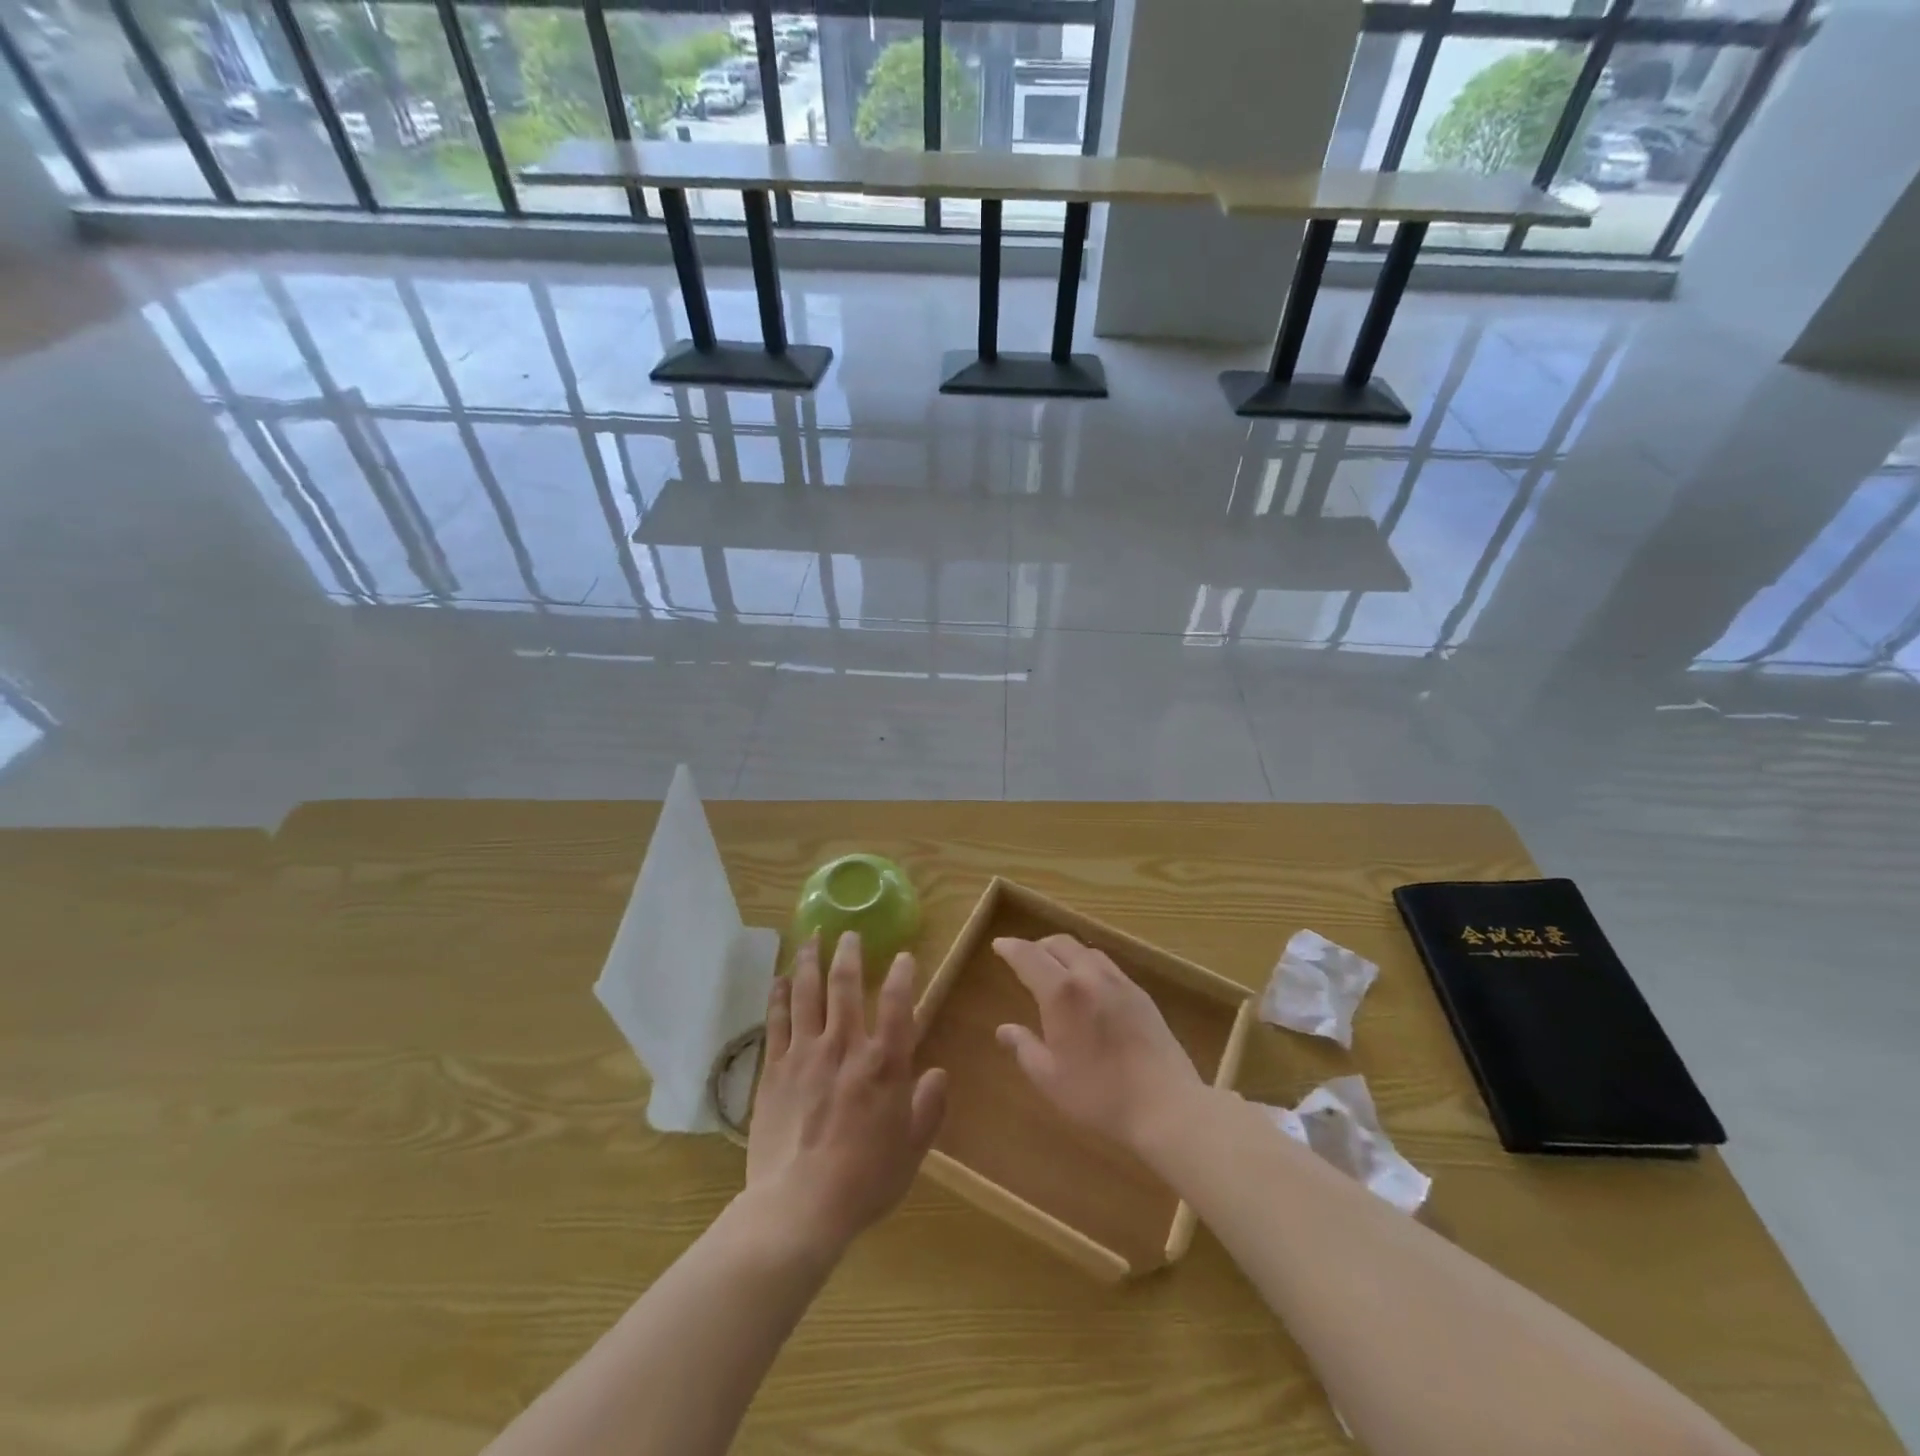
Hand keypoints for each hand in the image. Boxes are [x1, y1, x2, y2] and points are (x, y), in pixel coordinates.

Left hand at [744, 933, 947, 1259]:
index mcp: (884, 1064)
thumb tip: (939, 1073)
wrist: (799, 1206)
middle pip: (845, 985)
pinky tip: (779, 979)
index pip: (898, 1004)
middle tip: (849, 933)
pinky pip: (776, 1021)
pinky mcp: (773, 1069)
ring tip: (811, 938)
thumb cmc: (864, 1181)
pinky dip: (778, 995)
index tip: (904, 956)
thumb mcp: (912, 1149)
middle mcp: (845, 1046)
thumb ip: (929, 1107)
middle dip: (849, 953)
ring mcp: (805, 1054)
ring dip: (809, 961)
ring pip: (806, 993)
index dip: (903, 975)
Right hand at [993, 934, 1204, 1151]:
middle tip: (1025, 958)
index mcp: (1062, 993)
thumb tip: (1004, 1029)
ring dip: (1064, 951)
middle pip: (1059, 944)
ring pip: (1086, 950)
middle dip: (1038, 946)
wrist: (1166, 1105)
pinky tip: (1089, 985)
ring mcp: (1119, 982)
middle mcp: (1089, 976)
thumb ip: (1024, 1048)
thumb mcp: (1050, 1078)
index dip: (1011, 948)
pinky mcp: (1141, 994)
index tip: (999, 945)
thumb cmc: (1100, 1094)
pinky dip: (1088, 964)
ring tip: (1056, 968)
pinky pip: (1107, 965)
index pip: (1029, 956)